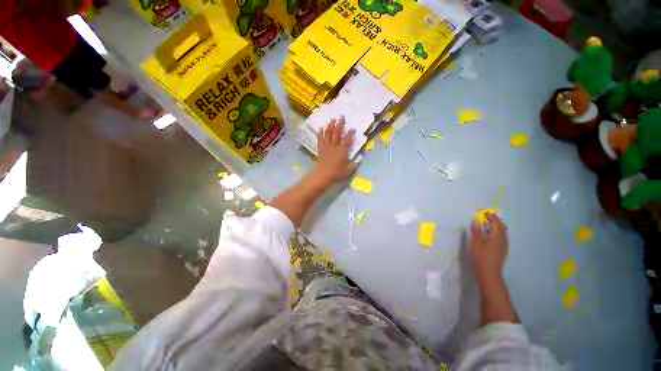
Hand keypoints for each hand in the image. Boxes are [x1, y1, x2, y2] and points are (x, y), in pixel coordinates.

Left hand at [313, 116, 355, 184]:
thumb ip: (353, 165)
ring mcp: (326, 147)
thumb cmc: (336, 174)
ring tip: (332, 120)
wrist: (322, 176)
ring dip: (330, 126)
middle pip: (337, 133)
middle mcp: (334, 146)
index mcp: (342, 150)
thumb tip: (357, 161)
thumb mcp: (348, 171)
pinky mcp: (320, 149)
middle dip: (340, 124)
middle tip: (342, 117)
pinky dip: (320, 133)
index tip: (352, 129)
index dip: (350, 134)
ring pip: (328, 134)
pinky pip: (320, 139)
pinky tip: (320, 128)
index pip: (347, 139)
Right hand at [469, 213, 507, 280]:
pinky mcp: (501, 251)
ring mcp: (504, 246)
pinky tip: (488, 237)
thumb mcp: (476, 242)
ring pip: (501, 233)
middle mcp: (503, 240)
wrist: (489, 273)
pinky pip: (500, 238)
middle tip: (485, 218)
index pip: (497, 222)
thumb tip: (476, 221)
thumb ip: (476, 231)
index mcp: (498, 236)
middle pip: (501, 227)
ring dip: (495, 228)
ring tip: (485, 226)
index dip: (491, 216)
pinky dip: (495, 233)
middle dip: (494, 221)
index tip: (484, 213)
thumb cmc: (482, 256)